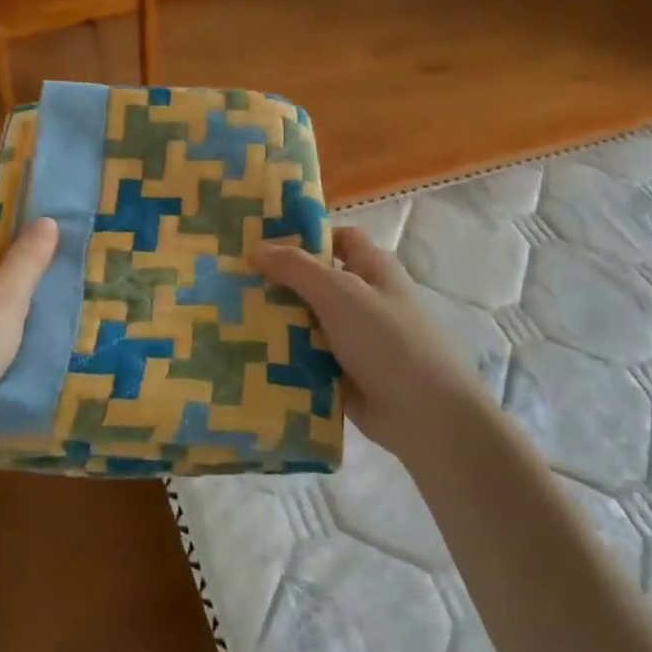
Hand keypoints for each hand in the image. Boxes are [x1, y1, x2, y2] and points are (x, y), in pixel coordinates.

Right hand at [250, 227, 496, 465]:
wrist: (423, 414)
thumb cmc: (386, 339)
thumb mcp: (339, 292)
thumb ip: (295, 268)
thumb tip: (255, 248)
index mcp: (371, 268)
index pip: (336, 239)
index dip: (303, 237)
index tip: (261, 244)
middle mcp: (363, 298)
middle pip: (314, 281)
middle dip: (277, 283)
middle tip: (230, 283)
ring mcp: (353, 337)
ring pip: (306, 321)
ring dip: (275, 322)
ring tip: (227, 318)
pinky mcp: (342, 371)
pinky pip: (306, 356)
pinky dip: (283, 356)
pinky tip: (247, 355)